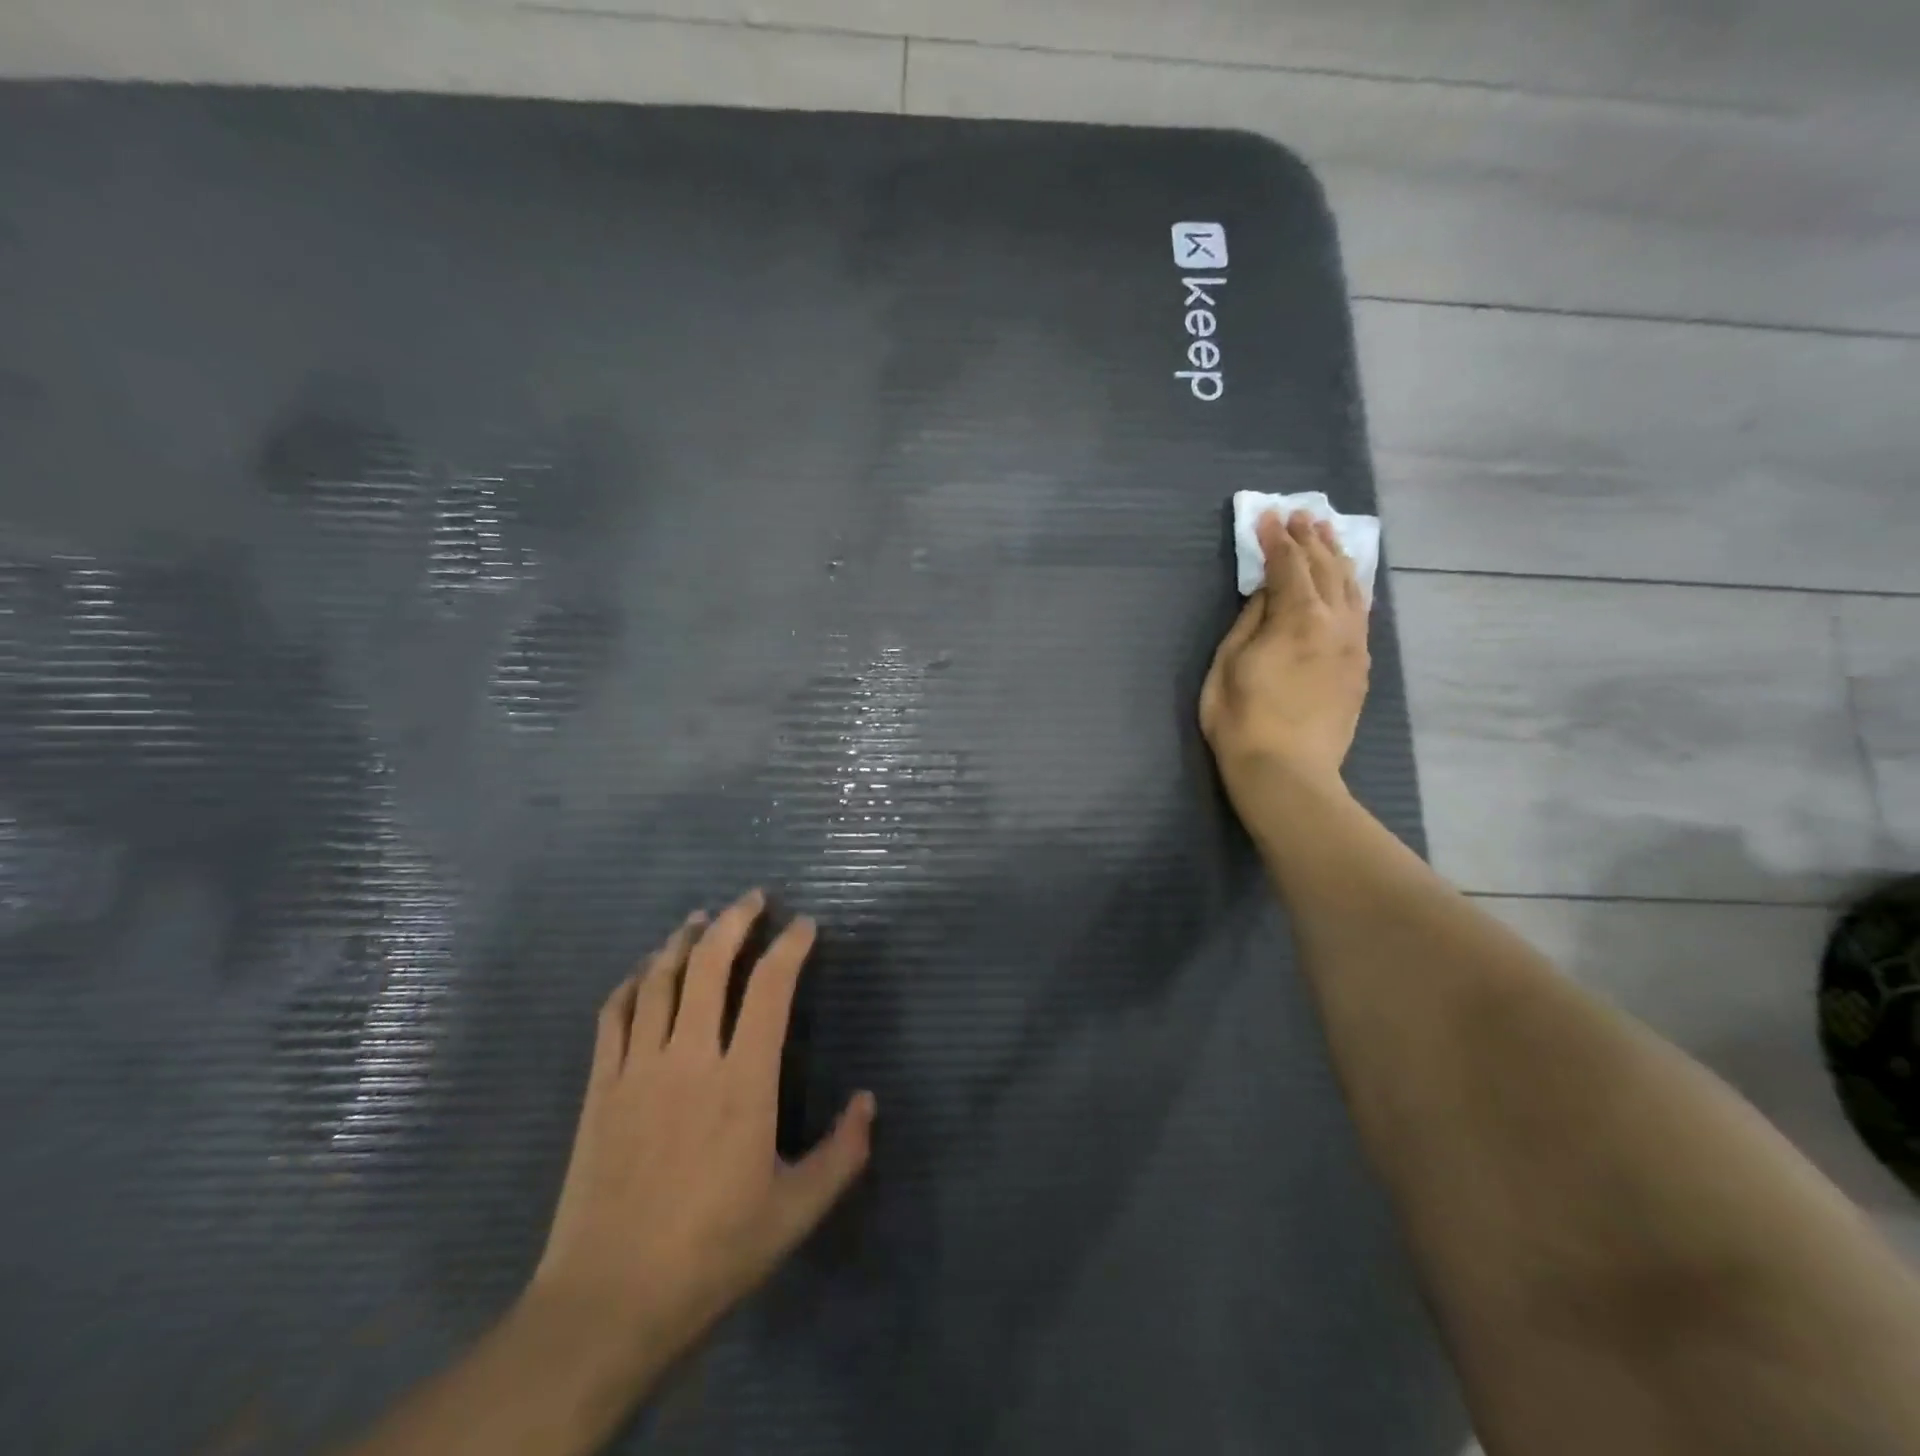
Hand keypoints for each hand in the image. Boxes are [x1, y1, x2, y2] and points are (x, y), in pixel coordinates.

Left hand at [527, 890, 874, 1380]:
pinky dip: (631, 982)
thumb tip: (867, 1101)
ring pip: (659, 979)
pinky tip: (644, 971)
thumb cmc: (712, 1253)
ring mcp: (637, 1069)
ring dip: (683, 940)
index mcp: (742, 1083)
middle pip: (710, 965)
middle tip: (754, 897)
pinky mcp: (599, 1088)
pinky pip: (613, 1015)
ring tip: (701, 918)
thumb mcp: (796, 1212)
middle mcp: (689, 1059)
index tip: (805, 926)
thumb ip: (842, 1154)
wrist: (608, 1302)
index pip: (770, 989)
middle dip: (735, 920)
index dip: (790, 947)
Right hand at [1200, 510, 1370, 814]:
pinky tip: (1347, 583)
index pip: (1288, 565)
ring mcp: (1354, 645)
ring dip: (1337, 557)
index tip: (1266, 517)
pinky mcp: (1360, 668)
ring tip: (1327, 535)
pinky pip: (1361, 614)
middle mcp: (1335, 622)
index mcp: (1297, 617)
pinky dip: (1352, 589)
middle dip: (1310, 539)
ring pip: (1351, 588)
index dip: (1276, 539)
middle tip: (1300, 516)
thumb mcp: (1228, 664)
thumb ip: (1250, 621)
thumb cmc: (1242, 719)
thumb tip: (1267, 593)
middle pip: (1325, 568)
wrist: (1287, 773)